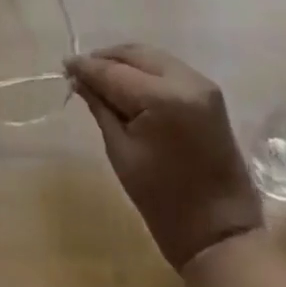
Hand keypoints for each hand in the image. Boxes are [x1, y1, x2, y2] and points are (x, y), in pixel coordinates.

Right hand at [68, 44, 262, 270]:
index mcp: (163, 98)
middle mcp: (185, 80)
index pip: (114, 71)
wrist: (220, 232)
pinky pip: (168, 68)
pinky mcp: (209, 92)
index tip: (65, 64)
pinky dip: (145, 70)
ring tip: (102, 75)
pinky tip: (128, 83)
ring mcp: (202, 84)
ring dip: (125, 62)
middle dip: (105, 59)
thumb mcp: (121, 152)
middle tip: (81, 70)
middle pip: (135, 54)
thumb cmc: (163, 200)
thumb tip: (79, 79)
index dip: (87, 66)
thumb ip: (100, 107)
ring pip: (152, 56)